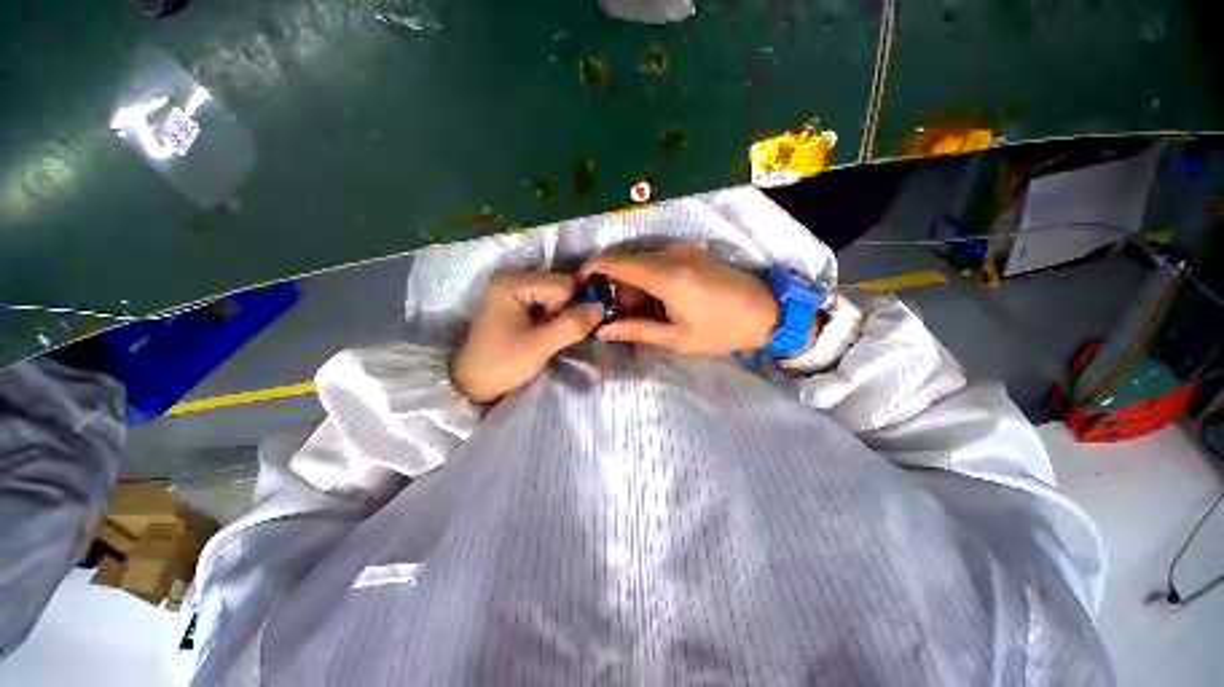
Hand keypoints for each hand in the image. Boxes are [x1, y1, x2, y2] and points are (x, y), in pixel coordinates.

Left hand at [451, 270, 604, 402]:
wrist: (472, 382)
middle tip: (548, 334)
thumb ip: (573, 325)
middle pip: (561, 286)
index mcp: (513, 281)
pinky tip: (540, 330)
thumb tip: (601, 307)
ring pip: (557, 294)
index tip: (555, 331)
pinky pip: (548, 300)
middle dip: (564, 311)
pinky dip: (551, 316)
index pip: (564, 285)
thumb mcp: (541, 346)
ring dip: (559, 315)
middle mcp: (513, 275)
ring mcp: (513, 286)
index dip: (569, 309)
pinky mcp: (515, 298)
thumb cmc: (503, 363)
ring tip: (543, 334)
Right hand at [578, 243, 782, 355]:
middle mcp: (671, 254)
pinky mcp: (690, 251)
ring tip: (646, 314)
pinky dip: (648, 280)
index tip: (579, 287)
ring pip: (640, 262)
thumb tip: (602, 330)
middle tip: (624, 318)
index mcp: (666, 276)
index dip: (591, 270)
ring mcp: (682, 249)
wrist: (767, 311)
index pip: (615, 263)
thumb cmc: (721, 330)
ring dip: (633, 286)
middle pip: (626, 263)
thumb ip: (636, 331)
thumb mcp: (677, 338)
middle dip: (616, 289)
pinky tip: (660, 301)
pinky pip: (657, 261)